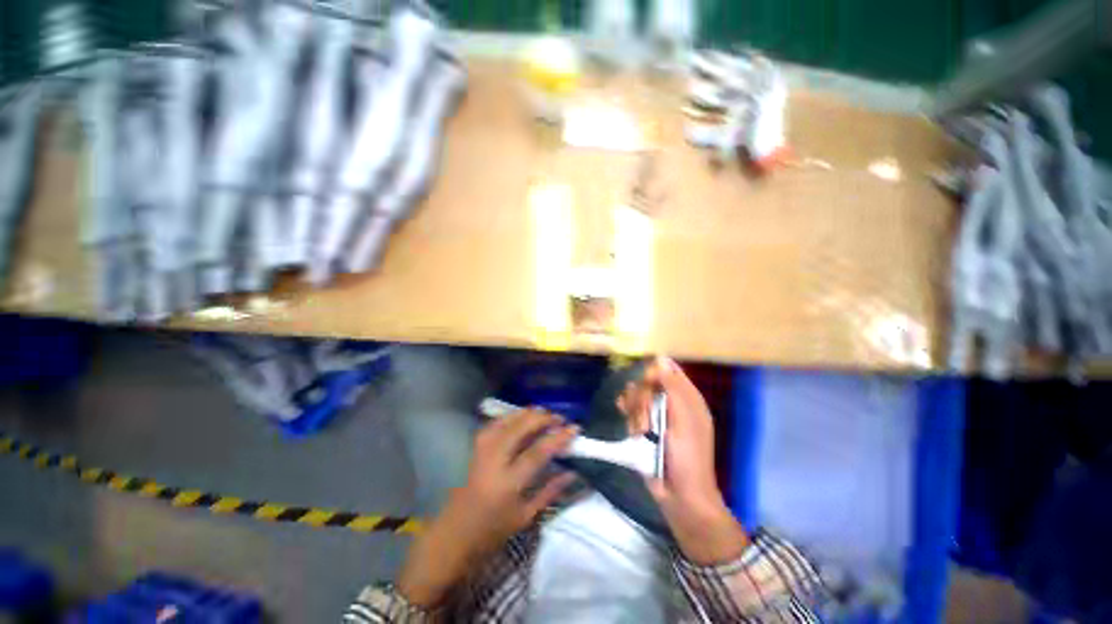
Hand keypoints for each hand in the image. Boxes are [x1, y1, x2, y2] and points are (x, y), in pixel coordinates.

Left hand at [398, 409, 577, 606]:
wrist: (454, 535)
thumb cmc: (492, 532)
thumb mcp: (525, 516)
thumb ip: (550, 491)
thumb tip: (573, 472)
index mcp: (508, 483)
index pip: (537, 452)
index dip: (558, 437)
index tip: (574, 428)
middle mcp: (494, 461)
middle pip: (520, 428)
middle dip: (542, 418)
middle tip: (559, 418)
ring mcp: (482, 451)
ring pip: (506, 421)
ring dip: (527, 414)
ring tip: (544, 413)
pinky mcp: (475, 448)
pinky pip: (495, 424)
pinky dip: (511, 416)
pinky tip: (521, 416)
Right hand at [620, 357, 748, 564]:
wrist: (680, 496)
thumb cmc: (688, 457)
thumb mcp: (684, 421)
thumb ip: (672, 388)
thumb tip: (660, 360)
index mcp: (687, 398)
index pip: (669, 370)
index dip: (655, 372)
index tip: (647, 383)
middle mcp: (671, 402)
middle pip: (648, 382)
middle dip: (642, 399)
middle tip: (645, 421)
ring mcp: (656, 415)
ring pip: (637, 395)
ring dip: (635, 412)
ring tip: (640, 433)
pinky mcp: (643, 426)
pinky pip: (630, 409)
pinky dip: (628, 413)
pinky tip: (628, 422)